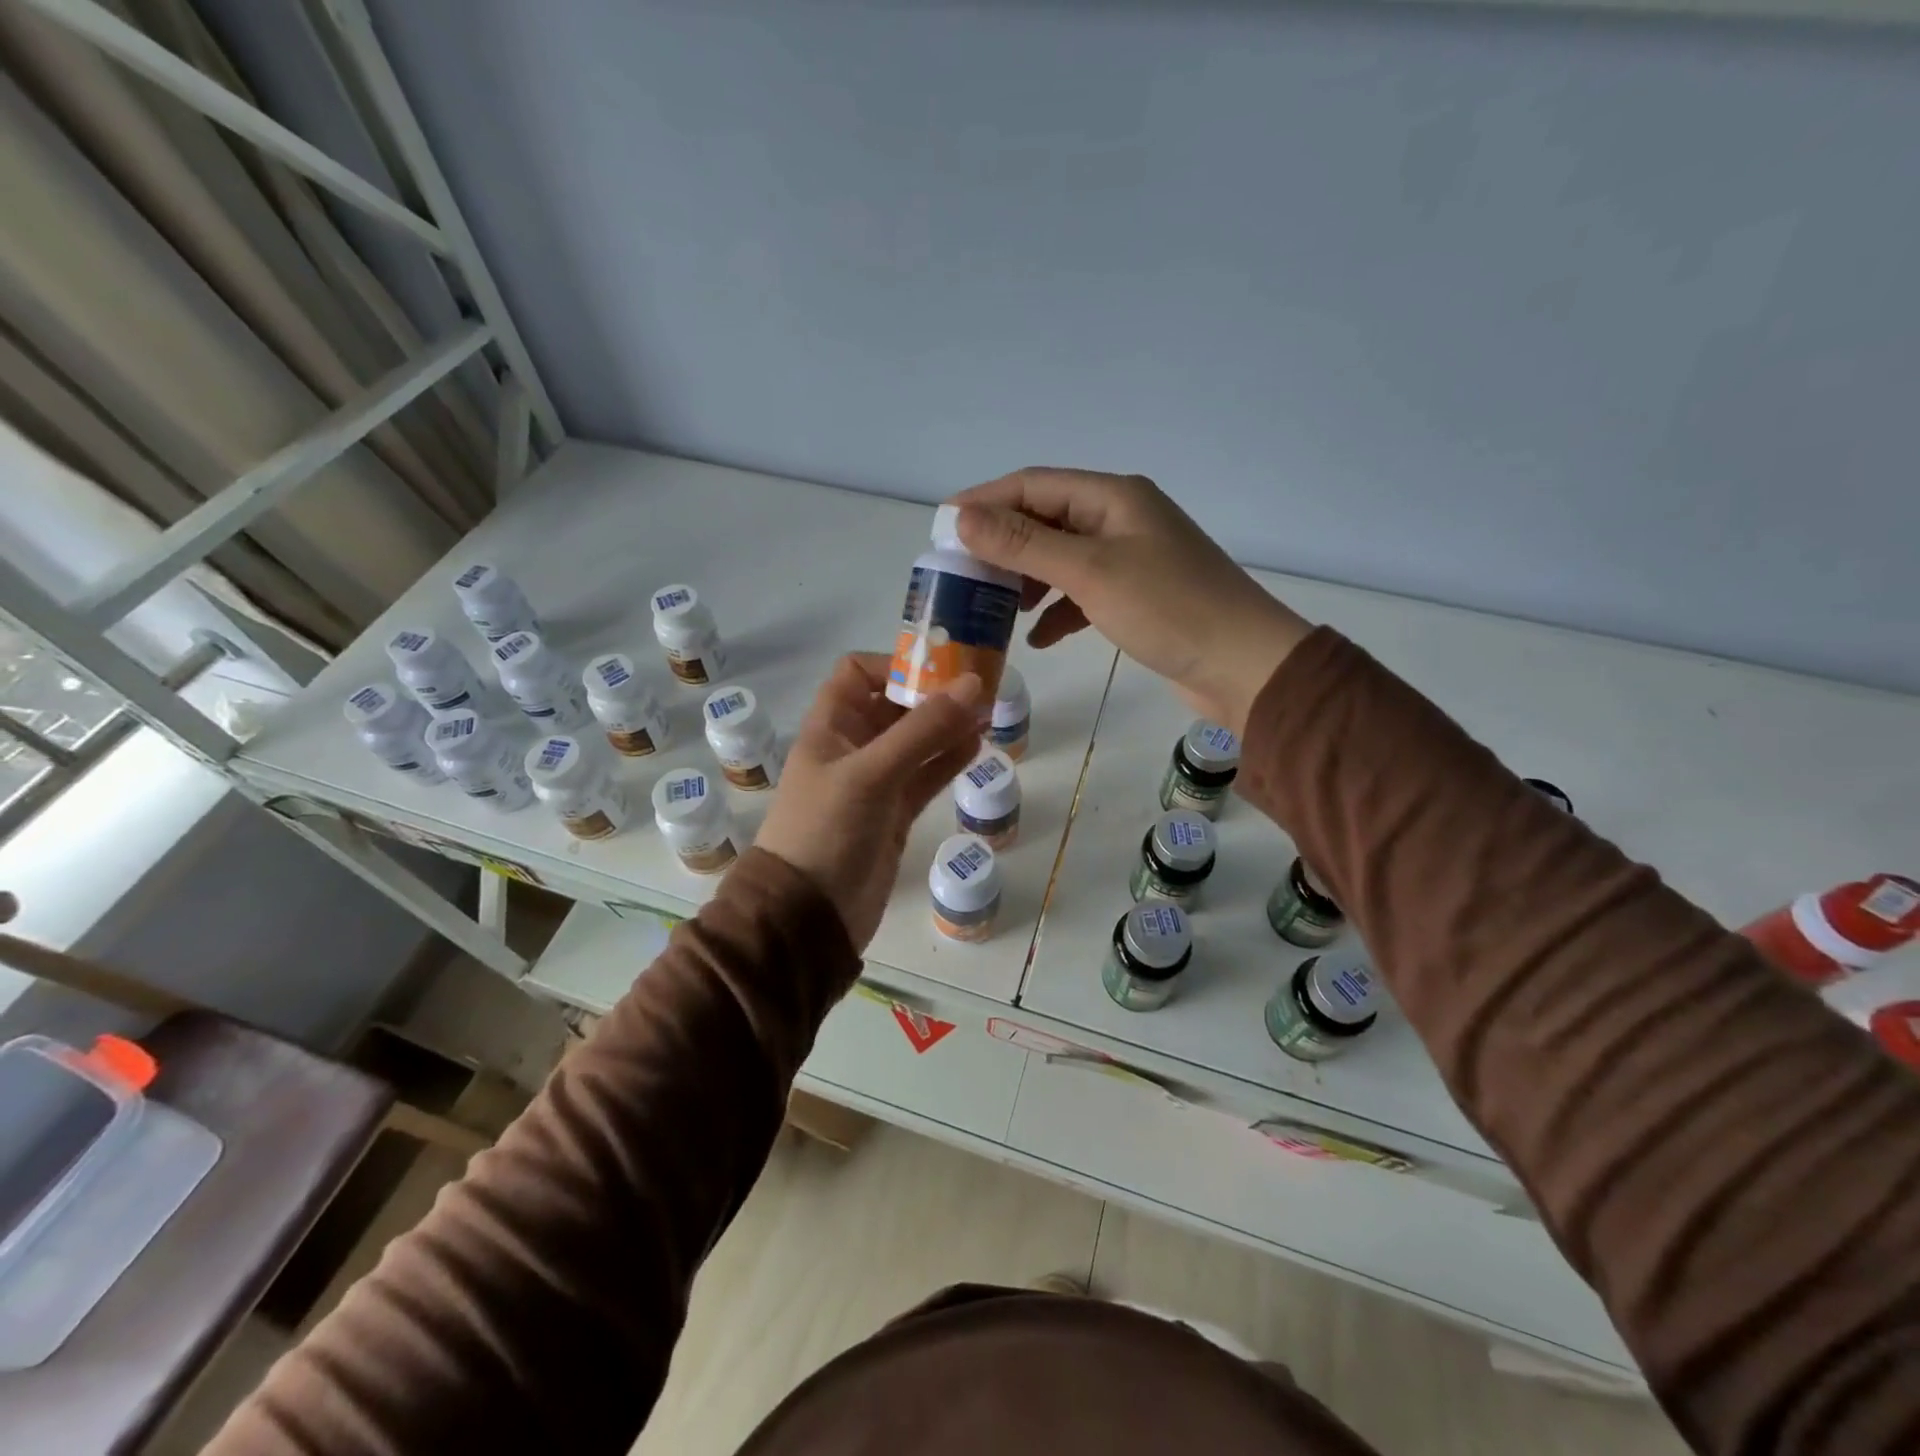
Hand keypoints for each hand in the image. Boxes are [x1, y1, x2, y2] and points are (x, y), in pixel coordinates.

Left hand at [758, 654, 981, 949]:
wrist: (809, 916)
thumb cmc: (826, 831)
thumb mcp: (871, 774)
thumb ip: (923, 730)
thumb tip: (974, 684)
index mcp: (831, 727)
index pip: (858, 673)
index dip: (896, 664)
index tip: (941, 668)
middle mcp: (852, 747)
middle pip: (895, 705)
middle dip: (934, 694)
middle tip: (982, 688)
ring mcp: (875, 781)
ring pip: (916, 741)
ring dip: (948, 726)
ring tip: (988, 714)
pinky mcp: (894, 813)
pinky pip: (925, 776)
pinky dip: (948, 760)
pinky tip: (977, 747)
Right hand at [953, 469, 1311, 733]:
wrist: (1245, 666)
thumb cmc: (1168, 609)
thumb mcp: (1089, 572)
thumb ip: (1024, 544)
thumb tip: (961, 517)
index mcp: (1112, 497)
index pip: (1033, 485)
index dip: (984, 502)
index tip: (941, 529)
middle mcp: (1121, 519)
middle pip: (1045, 520)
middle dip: (1002, 545)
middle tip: (962, 574)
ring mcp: (1131, 559)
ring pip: (1061, 560)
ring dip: (1027, 580)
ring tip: (995, 607)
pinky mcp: (1137, 597)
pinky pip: (1083, 594)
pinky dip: (1058, 611)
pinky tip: (1039, 638)